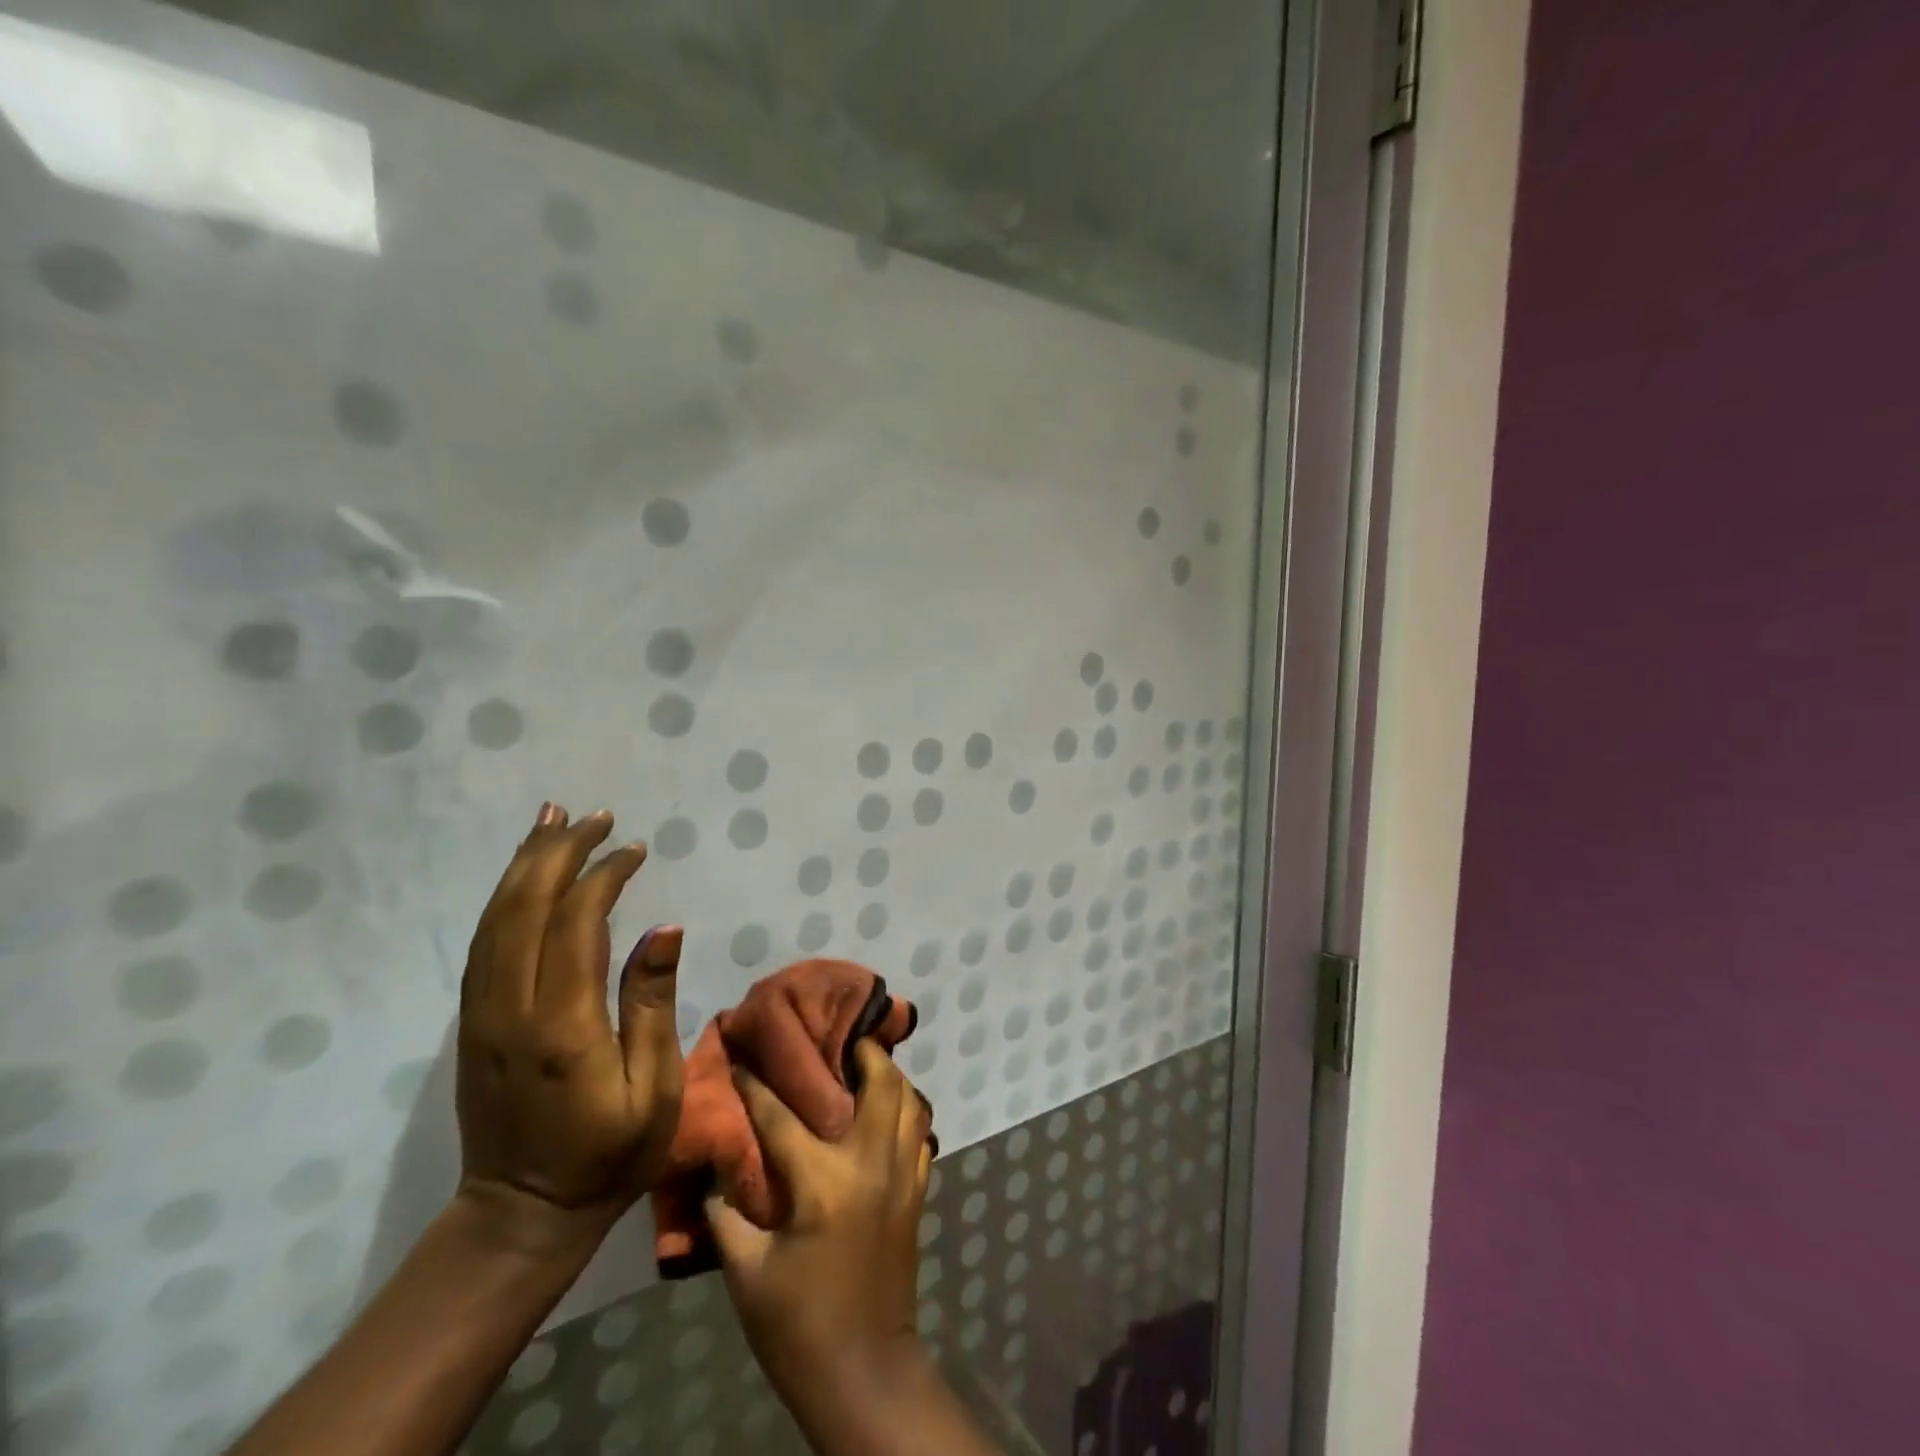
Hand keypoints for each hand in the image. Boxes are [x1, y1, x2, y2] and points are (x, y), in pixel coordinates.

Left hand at [455, 803, 683, 1257]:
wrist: (520, 1216)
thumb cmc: (608, 1155)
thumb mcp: (655, 1088)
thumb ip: (653, 1004)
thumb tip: (664, 928)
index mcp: (562, 1027)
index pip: (576, 925)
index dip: (603, 877)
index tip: (635, 850)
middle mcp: (510, 1010)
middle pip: (525, 908)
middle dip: (559, 853)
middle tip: (594, 816)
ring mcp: (480, 1016)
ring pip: (495, 919)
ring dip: (525, 864)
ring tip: (553, 820)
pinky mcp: (471, 1023)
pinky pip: (484, 943)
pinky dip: (504, 898)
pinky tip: (523, 874)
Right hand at [708, 1040, 933, 1403]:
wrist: (864, 1371)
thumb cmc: (798, 1325)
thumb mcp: (746, 1273)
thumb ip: (726, 1213)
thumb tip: (715, 1165)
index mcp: (823, 1181)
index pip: (783, 1115)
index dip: (756, 1082)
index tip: (741, 1051)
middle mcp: (870, 1162)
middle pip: (879, 1080)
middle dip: (859, 1049)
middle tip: (834, 1036)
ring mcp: (902, 1173)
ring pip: (909, 1098)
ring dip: (889, 1073)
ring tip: (862, 1063)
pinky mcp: (917, 1190)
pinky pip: (920, 1131)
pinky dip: (907, 1109)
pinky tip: (886, 1109)